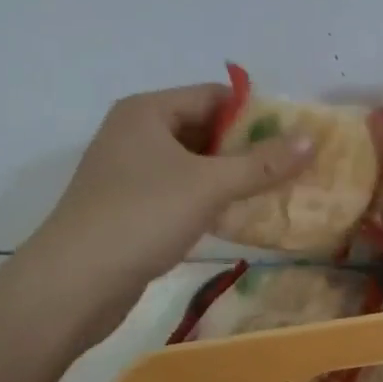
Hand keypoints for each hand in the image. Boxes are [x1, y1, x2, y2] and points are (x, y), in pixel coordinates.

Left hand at [21, 83, 313, 343]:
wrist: (72, 285)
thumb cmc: (141, 217)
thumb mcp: (209, 185)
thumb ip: (262, 164)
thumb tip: (310, 140)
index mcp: (147, 111)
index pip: (213, 96)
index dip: (255, 114)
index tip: (293, 136)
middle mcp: (135, 133)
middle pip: (203, 128)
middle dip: (246, 148)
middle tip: (289, 166)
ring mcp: (128, 172)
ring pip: (192, 163)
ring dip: (230, 176)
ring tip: (274, 191)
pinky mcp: (128, 207)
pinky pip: (178, 191)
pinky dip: (207, 199)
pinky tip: (237, 217)